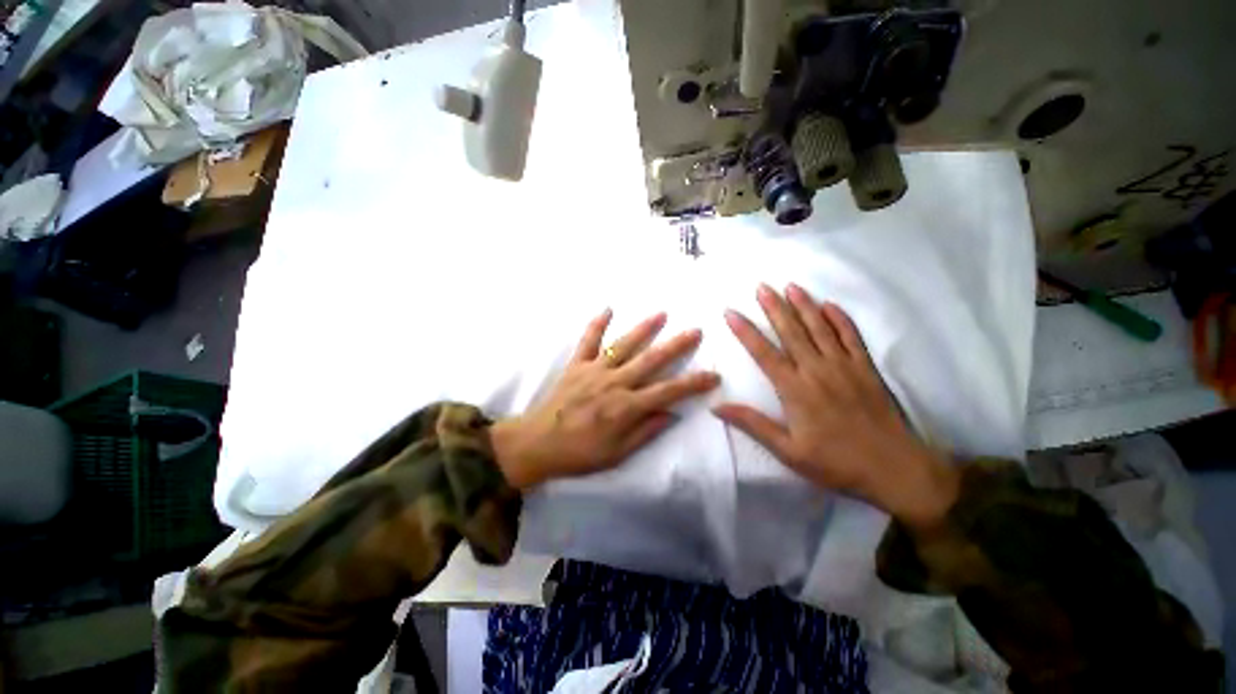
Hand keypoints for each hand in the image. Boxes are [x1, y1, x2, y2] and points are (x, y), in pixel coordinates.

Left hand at [491, 310, 720, 489]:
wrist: (537, 444)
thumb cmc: (580, 453)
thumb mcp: (617, 453)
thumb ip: (646, 432)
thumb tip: (672, 413)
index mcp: (626, 407)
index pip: (668, 392)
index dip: (693, 384)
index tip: (713, 375)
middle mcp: (614, 383)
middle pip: (651, 360)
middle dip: (676, 345)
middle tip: (695, 331)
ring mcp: (594, 370)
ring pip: (624, 345)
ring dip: (643, 328)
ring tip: (661, 313)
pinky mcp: (577, 365)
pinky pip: (588, 341)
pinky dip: (597, 324)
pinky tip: (607, 308)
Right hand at [713, 284, 958, 530]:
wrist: (896, 470)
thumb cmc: (836, 463)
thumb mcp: (788, 452)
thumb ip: (753, 425)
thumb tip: (717, 407)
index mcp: (795, 390)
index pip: (764, 353)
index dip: (745, 331)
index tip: (731, 312)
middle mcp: (817, 370)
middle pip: (791, 332)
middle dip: (774, 307)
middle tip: (761, 286)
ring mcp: (845, 366)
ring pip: (820, 328)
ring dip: (804, 305)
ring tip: (790, 286)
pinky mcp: (867, 369)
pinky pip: (852, 337)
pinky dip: (840, 319)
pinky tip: (830, 305)